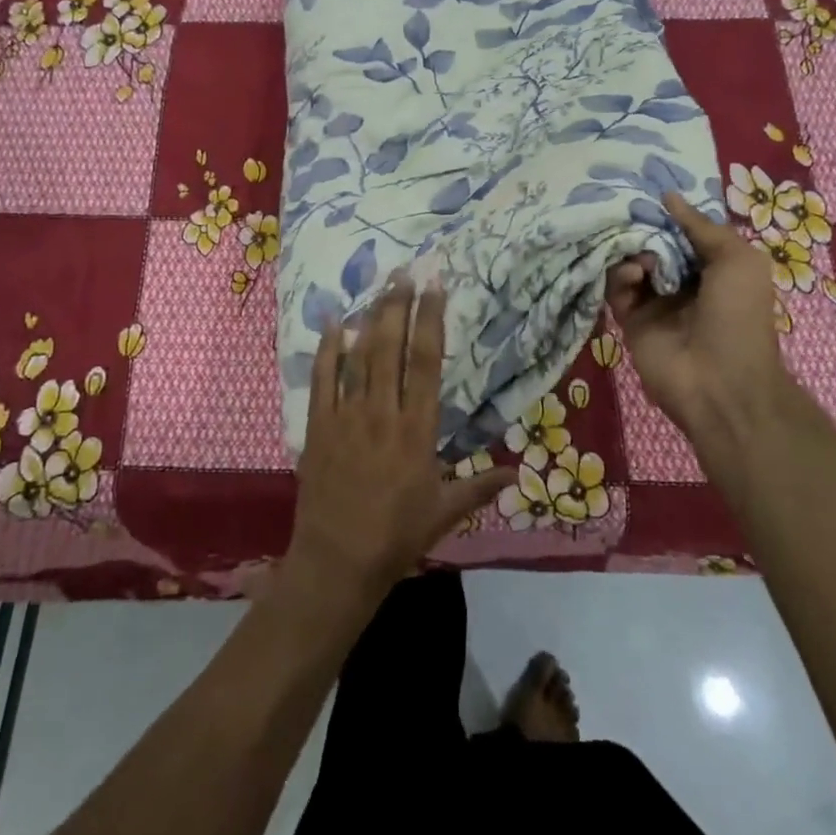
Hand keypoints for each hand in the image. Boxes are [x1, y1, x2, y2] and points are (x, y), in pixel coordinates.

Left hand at [284, 274, 508, 605]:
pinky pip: (323, 380)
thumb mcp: (444, 513)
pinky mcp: (318, 427)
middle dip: (398, 305)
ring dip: (369, 318)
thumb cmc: (396, 537)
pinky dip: (327, 350)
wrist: (337, 562)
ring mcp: (346, 417)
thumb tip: (517, 472)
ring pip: (358, 356)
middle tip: (404, 272)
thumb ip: (480, 487)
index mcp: (416, 429)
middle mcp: (382, 412)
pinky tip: (332, 324)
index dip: (431, 320)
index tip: (435, 287)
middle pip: (390, 347)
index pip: (426, 362)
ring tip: (377, 285)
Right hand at [604, 191, 789, 439]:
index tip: (648, 189)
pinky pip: (616, 289)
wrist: (720, 383)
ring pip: (630, 262)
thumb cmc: (739, 317)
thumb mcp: (737, 260)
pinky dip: (620, 276)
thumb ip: (702, 226)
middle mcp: (683, 281)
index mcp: (713, 268)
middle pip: (653, 243)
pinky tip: (633, 273)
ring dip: (632, 250)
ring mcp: (655, 301)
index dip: (669, 213)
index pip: (684, 231)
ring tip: (641, 255)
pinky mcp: (630, 320)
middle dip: (644, 226)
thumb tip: (668, 196)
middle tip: (630, 211)